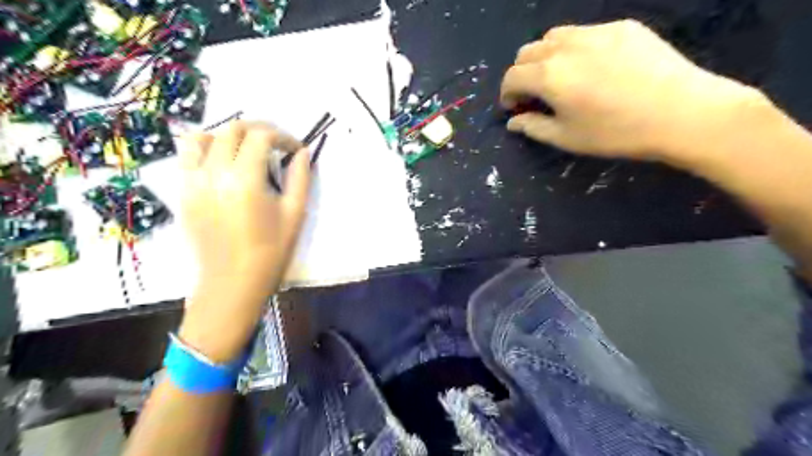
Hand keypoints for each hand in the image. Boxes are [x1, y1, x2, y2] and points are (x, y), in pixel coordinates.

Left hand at [178, 121, 311, 363]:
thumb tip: (303, 152)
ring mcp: (192, 182)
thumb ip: (300, 177)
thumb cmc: (271, 251)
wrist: (233, 282)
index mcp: (245, 179)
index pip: (261, 137)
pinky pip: (187, 158)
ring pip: (202, 137)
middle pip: (232, 129)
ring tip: (245, 150)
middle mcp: (214, 173)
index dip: (282, 136)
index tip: (295, 149)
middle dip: (258, 130)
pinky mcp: (183, 193)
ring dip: (226, 135)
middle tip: (275, 144)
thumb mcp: (295, 213)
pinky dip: (206, 150)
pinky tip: (223, 165)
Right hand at [502, 20, 767, 161]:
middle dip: (522, 73)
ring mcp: (596, 31)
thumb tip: (513, 121)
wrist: (682, 112)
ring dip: (545, 57)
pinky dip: (574, 48)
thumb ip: (534, 127)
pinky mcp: (623, 27)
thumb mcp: (567, 138)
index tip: (514, 107)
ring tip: (560, 77)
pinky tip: (593, 68)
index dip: (507, 93)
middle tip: (534, 94)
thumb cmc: (616, 133)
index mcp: (549, 75)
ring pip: (554, 36)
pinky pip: (585, 32)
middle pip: (528, 51)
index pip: (512, 76)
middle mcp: (566, 46)